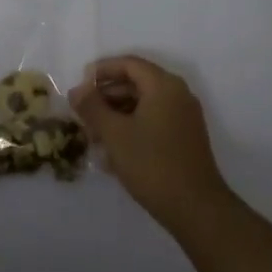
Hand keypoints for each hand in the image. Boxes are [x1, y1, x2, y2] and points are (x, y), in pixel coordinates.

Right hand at [69, 56, 232, 236]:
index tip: (80, 84)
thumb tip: (76, 90)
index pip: (129, 64)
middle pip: (136, 83)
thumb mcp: (114, 133)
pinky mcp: (185, 138)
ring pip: (143, 104)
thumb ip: (92, 107)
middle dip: (106, 96)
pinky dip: (132, 128)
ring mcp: (184, 117)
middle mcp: (178, 94)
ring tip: (94, 137)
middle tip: (83, 113)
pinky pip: (153, 121)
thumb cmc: (152, 163)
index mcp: (164, 85)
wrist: (195, 208)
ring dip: (116, 115)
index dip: (102, 70)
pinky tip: (112, 153)